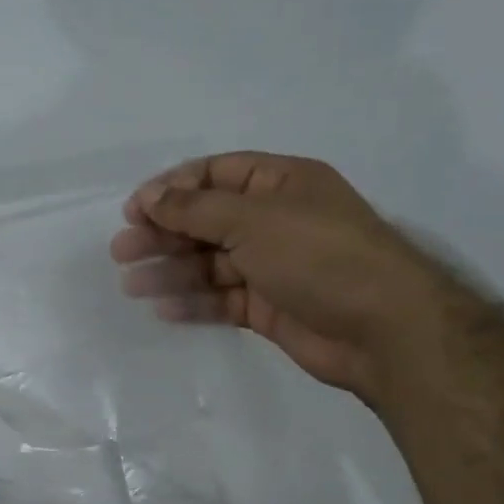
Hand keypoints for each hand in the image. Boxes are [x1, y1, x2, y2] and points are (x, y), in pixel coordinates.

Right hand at [110, 152, 448, 397]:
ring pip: (210, 264)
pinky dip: (194, 303)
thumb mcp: (253, 219)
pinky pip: (222, 299)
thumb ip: (195, 209)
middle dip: (163, 234)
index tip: (135, 209)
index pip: (216, 175)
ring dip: (171, 271)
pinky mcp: (269, 307)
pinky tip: (165, 309)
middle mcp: (275, 221)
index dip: (173, 189)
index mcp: (281, 183)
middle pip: (206, 221)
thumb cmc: (318, 255)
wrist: (381, 328)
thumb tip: (150, 197)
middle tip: (122, 251)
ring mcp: (272, 266)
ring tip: (132, 285)